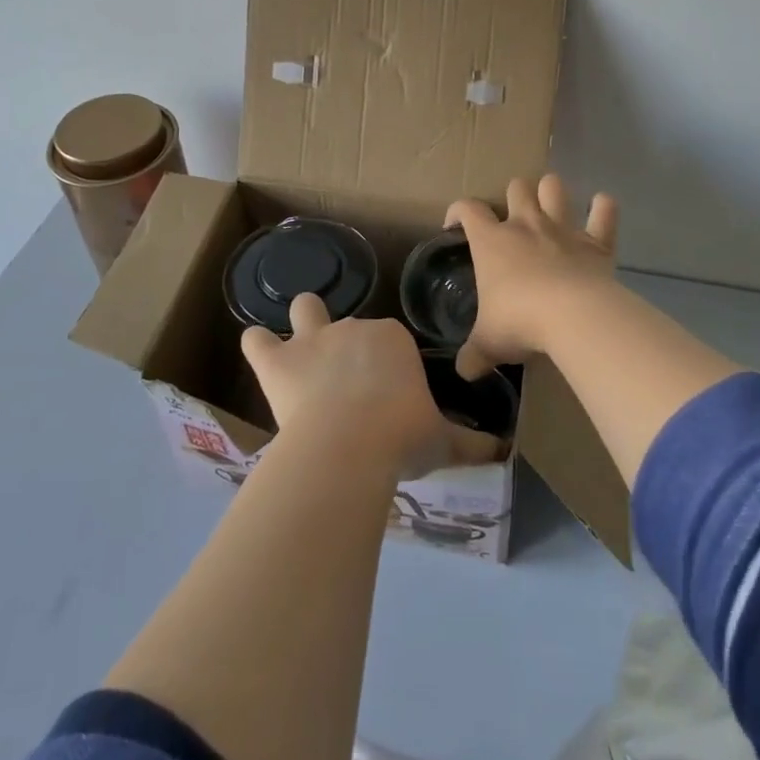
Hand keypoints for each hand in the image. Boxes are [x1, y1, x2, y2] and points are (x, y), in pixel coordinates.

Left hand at [240, 294, 501, 477]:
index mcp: (393, 338)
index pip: (391, 341)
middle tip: (350, 384)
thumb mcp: (442, 441)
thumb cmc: (403, 436)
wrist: (351, 444)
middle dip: (348, 345)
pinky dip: (258, 347)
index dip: (389, 366)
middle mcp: (353, 328)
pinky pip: (256, 340)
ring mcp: (311, 340)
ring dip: (301, 323)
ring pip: (303, 310)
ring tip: (300, 351)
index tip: (390, 396)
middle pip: (350, 325)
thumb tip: (502, 450)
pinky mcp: (276, 362)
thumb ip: (471, 443)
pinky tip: (261, 357)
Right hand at [445, 174, 618, 378]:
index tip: (455, 225)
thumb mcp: (488, 343)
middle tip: (513, 217)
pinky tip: (601, 206)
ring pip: (554, 188)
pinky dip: (603, 208)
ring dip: (551, 191)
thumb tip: (463, 372)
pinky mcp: (596, 242)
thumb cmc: (519, 322)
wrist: (572, 317)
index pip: (468, 209)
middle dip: (514, 195)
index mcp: (491, 241)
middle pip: (516, 188)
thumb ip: (474, 355)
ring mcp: (563, 229)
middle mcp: (526, 225)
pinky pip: (604, 213)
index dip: (458, 211)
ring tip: (550, 203)